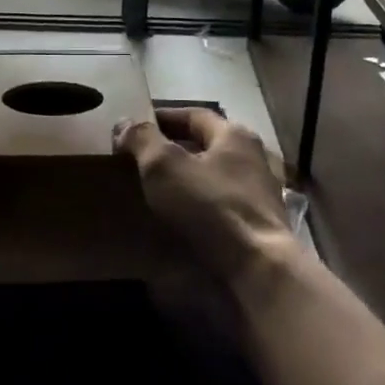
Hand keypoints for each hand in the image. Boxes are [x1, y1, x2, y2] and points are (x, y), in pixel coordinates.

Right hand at [113, 108, 295, 283]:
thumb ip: (142, 139)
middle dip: (176, 149)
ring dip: (189, 180)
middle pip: (207, 145)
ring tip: (159, 191)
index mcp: (234, 134)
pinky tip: (184, 220)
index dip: (163, 118)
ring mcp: (261, 193)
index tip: (137, 126)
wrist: (259, 269)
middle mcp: (253, 157)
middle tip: (143, 159)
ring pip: (216, 176)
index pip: (193, 115)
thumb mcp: (164, 166)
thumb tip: (124, 123)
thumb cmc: (210, 206)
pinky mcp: (261, 226)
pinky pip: (223, 205)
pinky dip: (202, 206)